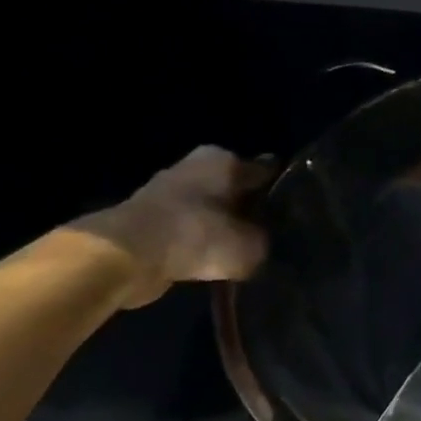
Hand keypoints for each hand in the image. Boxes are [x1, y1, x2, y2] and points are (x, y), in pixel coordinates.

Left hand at [76, 147, 275, 307]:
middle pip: (236, 188)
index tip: (296, 210)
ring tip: (245, 250)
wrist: (124, 257)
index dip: (283, 190)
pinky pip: (189, 229)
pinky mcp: (149, 219)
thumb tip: (263, 245)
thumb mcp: (249, 246)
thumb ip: (264, 243)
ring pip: (212, 208)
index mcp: (224, 159)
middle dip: (251, 208)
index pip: (267, 171)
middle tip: (273, 233)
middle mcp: (196, 166)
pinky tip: (214, 261)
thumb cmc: (196, 236)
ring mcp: (169, 191)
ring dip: (223, 226)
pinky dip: (199, 242)